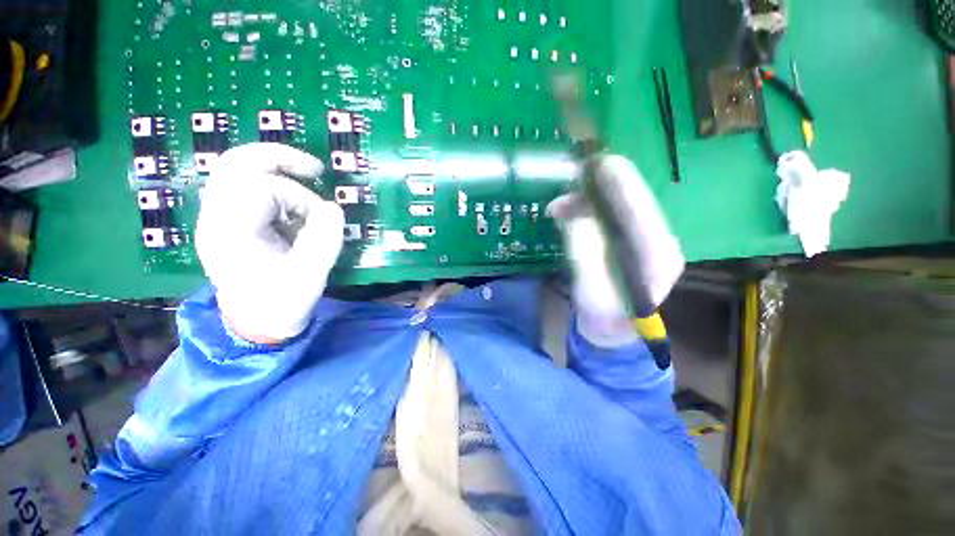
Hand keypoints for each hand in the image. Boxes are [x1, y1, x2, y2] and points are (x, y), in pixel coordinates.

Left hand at [195, 143, 344, 343]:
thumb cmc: (281, 304)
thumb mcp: (310, 277)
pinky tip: (292, 201)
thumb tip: (333, 208)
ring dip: (274, 168)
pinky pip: (243, 185)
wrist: (255, 324)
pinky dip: (271, 183)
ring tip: (307, 179)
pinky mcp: (227, 221)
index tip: (321, 219)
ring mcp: (217, 218)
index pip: (260, 189)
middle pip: (235, 164)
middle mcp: (215, 219)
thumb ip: (323, 242)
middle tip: (315, 168)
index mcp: (231, 234)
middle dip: (278, 158)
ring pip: (236, 170)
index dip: (299, 197)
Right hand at [548, 155, 683, 346]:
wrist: (613, 332)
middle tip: (567, 182)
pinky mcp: (629, 241)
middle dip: (598, 187)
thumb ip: (584, 252)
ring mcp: (644, 240)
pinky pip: (609, 216)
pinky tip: (567, 214)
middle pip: (630, 200)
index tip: (594, 162)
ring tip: (558, 206)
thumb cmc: (603, 319)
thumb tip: (574, 213)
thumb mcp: (590, 291)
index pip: (639, 207)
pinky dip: (586, 211)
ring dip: (587, 201)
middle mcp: (658, 240)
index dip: (618, 182)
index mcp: (657, 254)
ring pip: (617, 205)